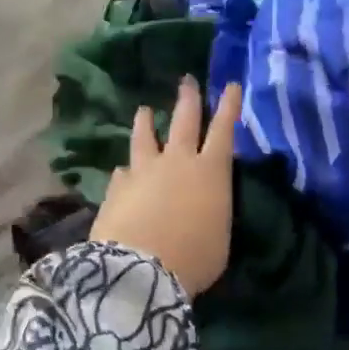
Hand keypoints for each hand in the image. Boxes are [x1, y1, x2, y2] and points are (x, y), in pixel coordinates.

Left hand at [90, 79, 241, 295]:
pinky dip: (126, 170)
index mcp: (210, 173)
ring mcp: (143, 171)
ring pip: (145, 137)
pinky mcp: (117, 187)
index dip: (229, 107)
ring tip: (144, 110)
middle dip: (189, 99)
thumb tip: (200, 204)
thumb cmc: (194, 259)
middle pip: (184, 122)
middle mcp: (177, 162)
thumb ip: (212, 212)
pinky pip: (123, 172)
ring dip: (146, 122)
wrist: (141, 269)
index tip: (231, 85)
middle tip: (187, 81)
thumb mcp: (219, 238)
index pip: (224, 131)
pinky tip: (122, 171)